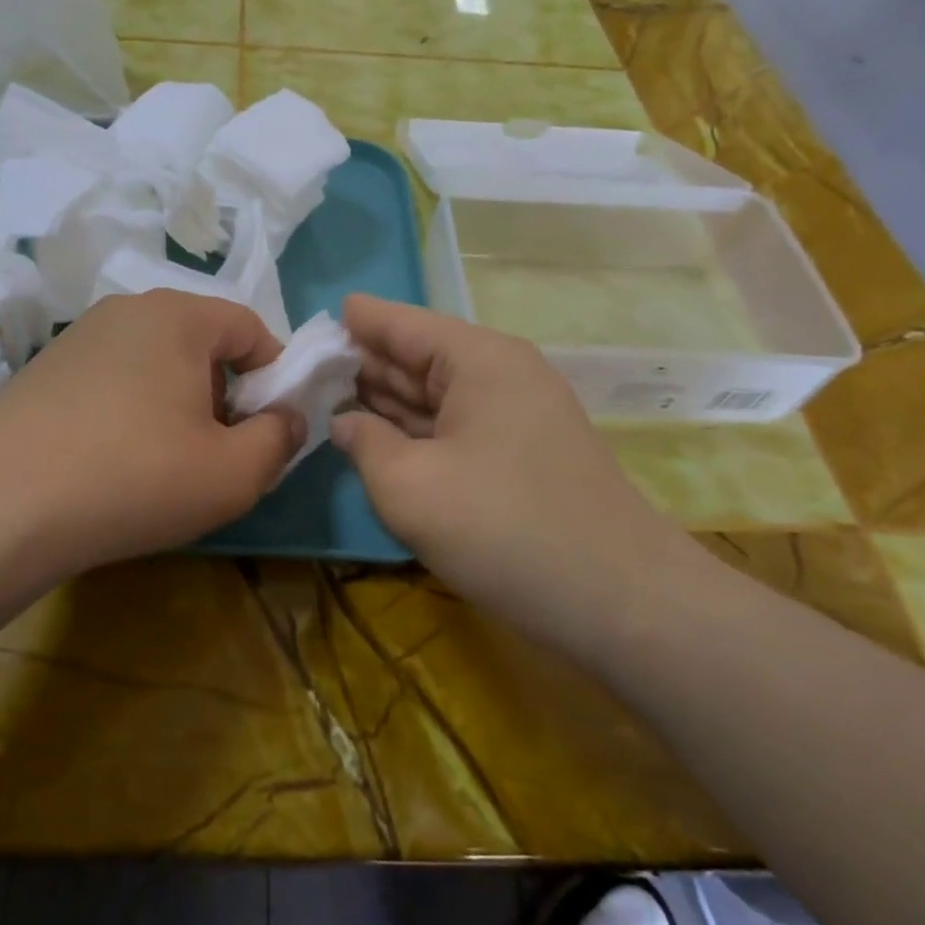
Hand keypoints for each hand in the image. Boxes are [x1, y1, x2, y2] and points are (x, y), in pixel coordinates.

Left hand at [0, 290, 302, 576]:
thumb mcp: (234, 473)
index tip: (266, 428)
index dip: (272, 377)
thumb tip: (287, 419)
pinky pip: (113, 375)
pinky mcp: (46, 366)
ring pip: (156, 358)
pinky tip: (113, 456)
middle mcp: (128, 308)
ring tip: (163, 458)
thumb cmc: (136, 478)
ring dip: (177, 399)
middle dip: (223, 391)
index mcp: (178, 315)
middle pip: (201, 341)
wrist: (6, 506)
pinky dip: (131, 405)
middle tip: (216, 448)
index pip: (250, 328)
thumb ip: (281, 439)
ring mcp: (80, 334)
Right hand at [331, 295, 685, 638]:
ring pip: (435, 395)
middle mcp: (500, 374)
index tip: (311, 322)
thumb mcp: (410, 486)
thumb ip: (364, 442)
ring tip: (326, 397)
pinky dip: (414, 431)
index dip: (354, 321)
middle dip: (361, 363)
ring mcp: (515, 416)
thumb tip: (344, 421)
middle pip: (417, 356)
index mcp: (478, 359)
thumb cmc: (505, 527)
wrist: (621, 603)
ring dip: (385, 399)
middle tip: (303, 369)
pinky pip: (454, 428)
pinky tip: (377, 437)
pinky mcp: (520, 456)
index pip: (401, 323)